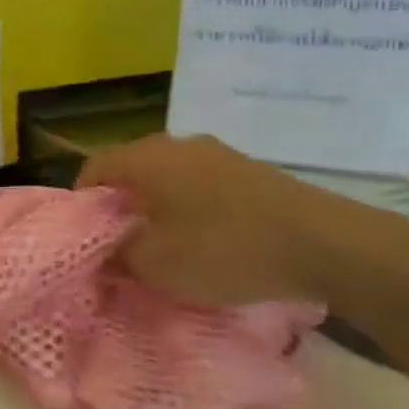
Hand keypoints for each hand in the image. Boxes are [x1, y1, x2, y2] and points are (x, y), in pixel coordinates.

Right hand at [78, 134, 382, 306]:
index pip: (94, 168)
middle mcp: (176, 144)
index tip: (85, 238)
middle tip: (120, 245)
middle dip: (120, 207)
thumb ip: (117, 255)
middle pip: (131, 170)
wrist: (326, 244)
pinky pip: (200, 185)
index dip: (82, 202)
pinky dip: (190, 208)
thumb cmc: (225, 248)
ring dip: (157, 208)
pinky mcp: (249, 171)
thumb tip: (101, 251)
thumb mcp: (157, 264)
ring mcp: (217, 153)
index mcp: (146, 158)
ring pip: (167, 178)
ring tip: (163, 246)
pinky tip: (205, 240)